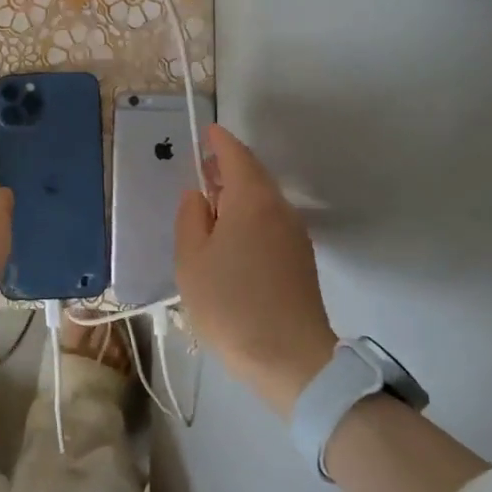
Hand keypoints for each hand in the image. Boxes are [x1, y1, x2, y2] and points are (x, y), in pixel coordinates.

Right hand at [175, 124, 338, 415]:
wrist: (291, 359)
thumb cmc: (230, 304)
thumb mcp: (192, 260)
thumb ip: (191, 218)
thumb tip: (200, 196)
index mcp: (251, 200)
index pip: (236, 156)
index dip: (220, 142)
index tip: (207, 132)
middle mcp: (279, 209)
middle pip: (254, 175)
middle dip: (229, 166)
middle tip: (203, 167)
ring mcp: (294, 235)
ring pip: (264, 199)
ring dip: (239, 192)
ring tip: (212, 202)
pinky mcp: (300, 259)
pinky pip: (271, 221)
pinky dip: (250, 214)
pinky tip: (232, 234)